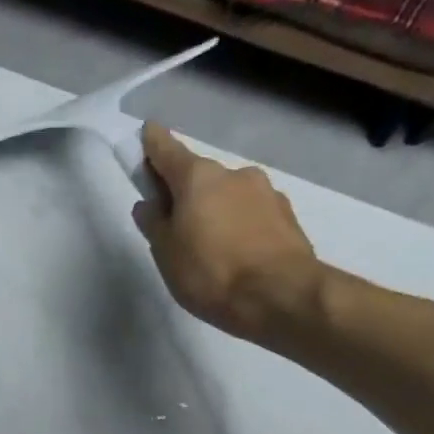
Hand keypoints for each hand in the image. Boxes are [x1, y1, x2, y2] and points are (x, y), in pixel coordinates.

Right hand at [134, 123, 325, 344]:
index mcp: (198, 177)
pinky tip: (240, 255)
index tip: (146, 137)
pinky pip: (253, 215)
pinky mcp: (288, 216)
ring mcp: (266, 192)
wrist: (282, 296)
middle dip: (187, 193)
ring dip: (218, 211)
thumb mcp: (167, 254)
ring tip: (213, 249)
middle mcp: (234, 173)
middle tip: (177, 226)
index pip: (166, 149)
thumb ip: (154, 224)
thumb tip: (149, 204)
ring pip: (230, 196)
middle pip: (201, 177)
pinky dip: (241, 226)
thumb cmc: (212, 274)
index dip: (152, 144)